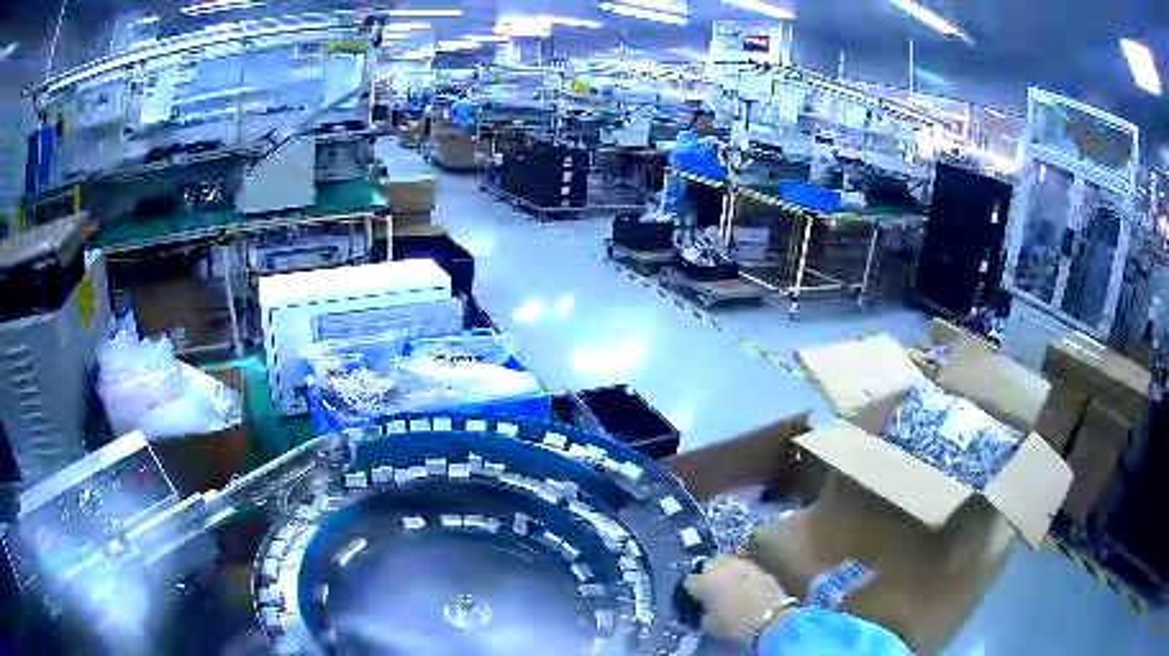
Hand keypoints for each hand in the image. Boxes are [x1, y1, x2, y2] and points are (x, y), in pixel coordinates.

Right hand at [684, 556, 789, 642]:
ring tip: (728, 584)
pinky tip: (744, 586)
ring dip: (725, 571)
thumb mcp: (709, 624)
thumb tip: (705, 609)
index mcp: (704, 581)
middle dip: (708, 574)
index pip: (689, 581)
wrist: (771, 618)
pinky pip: (745, 568)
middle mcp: (722, 567)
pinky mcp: (760, 568)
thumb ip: (703, 613)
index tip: (695, 599)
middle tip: (711, 588)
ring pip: (728, 562)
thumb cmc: (735, 624)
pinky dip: (741, 575)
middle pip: (709, 564)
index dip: (692, 591)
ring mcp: (743, 565)